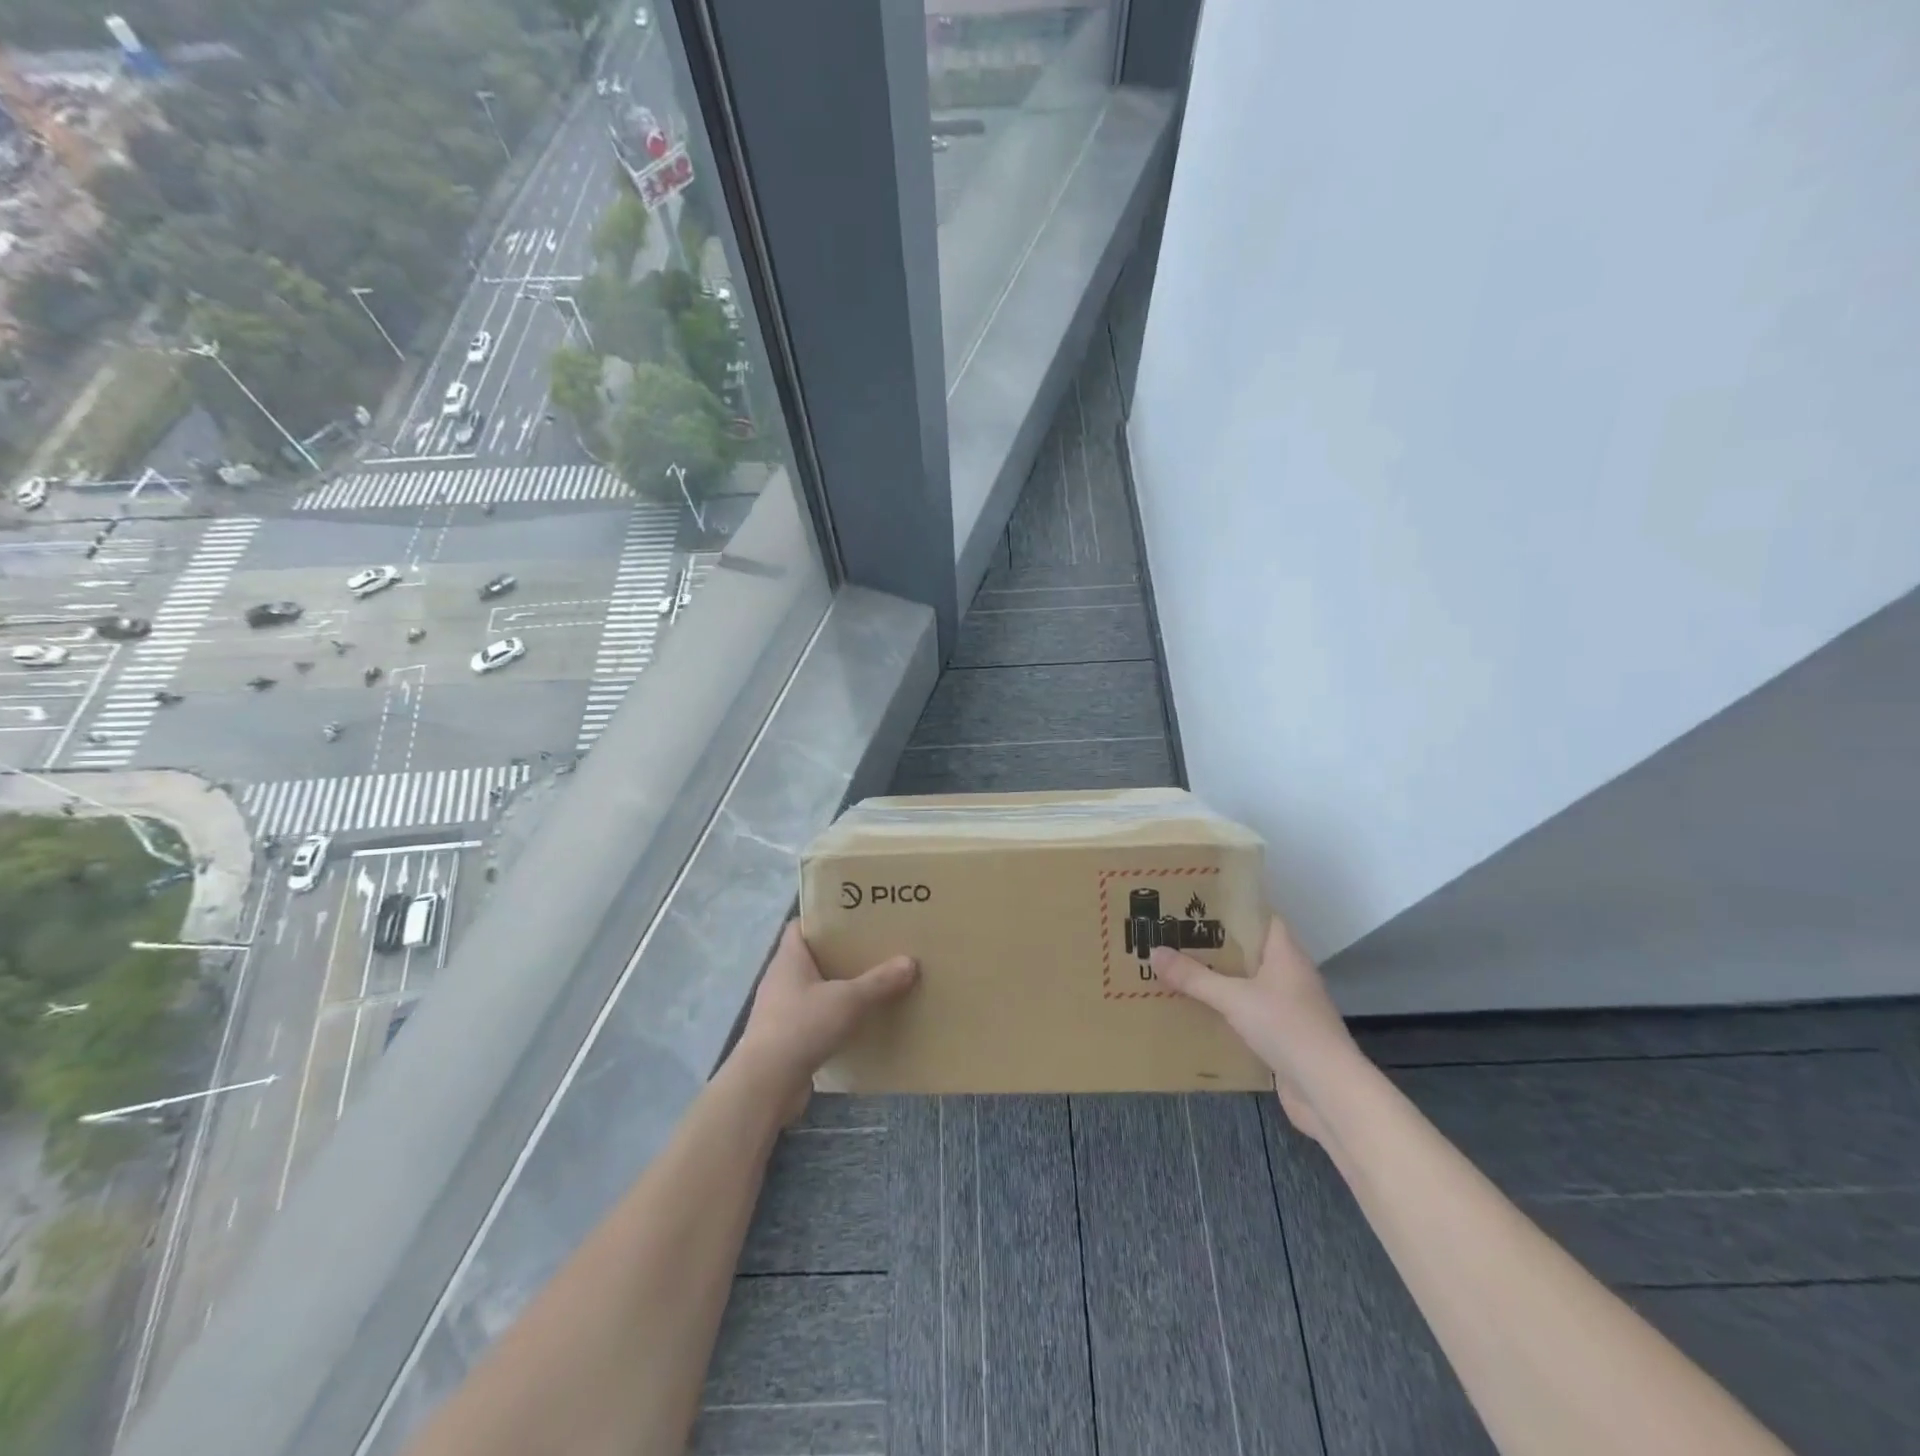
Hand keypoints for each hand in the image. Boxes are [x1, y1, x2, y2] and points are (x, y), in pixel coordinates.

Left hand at [731, 921, 916, 1118]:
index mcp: (789, 958)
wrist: (766, 1085)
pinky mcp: (786, 1038)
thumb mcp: (848, 1000)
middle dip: (840, 954)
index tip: (854, 918)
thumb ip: (880, 981)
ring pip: (814, 989)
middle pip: (812, 957)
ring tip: (871, 984)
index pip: (801, 926)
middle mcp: (781, 979)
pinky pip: (814, 1018)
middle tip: (873, 949)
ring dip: (838, 988)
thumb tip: (910, 962)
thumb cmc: (802, 1026)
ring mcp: (780, 1010)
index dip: (824, 918)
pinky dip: (833, 1017)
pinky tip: (857, 1022)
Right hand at [1151, 915, 1359, 1144]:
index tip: (1198, 904)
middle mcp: (1290, 975)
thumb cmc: (1286, 1028)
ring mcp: (1289, 1008)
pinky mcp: (1284, 1037)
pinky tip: (1198, 1013)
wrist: (1328, 1091)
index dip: (1233, 908)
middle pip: (1250, 951)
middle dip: (1216, 945)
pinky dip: (1227, 1011)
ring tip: (1180, 971)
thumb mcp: (1233, 998)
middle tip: (1177, 936)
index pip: (1261, 917)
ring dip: (1220, 980)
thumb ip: (1194, 977)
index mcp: (1285, 954)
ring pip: (1248, 984)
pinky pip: (1249, 1014)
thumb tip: (1154, 951)